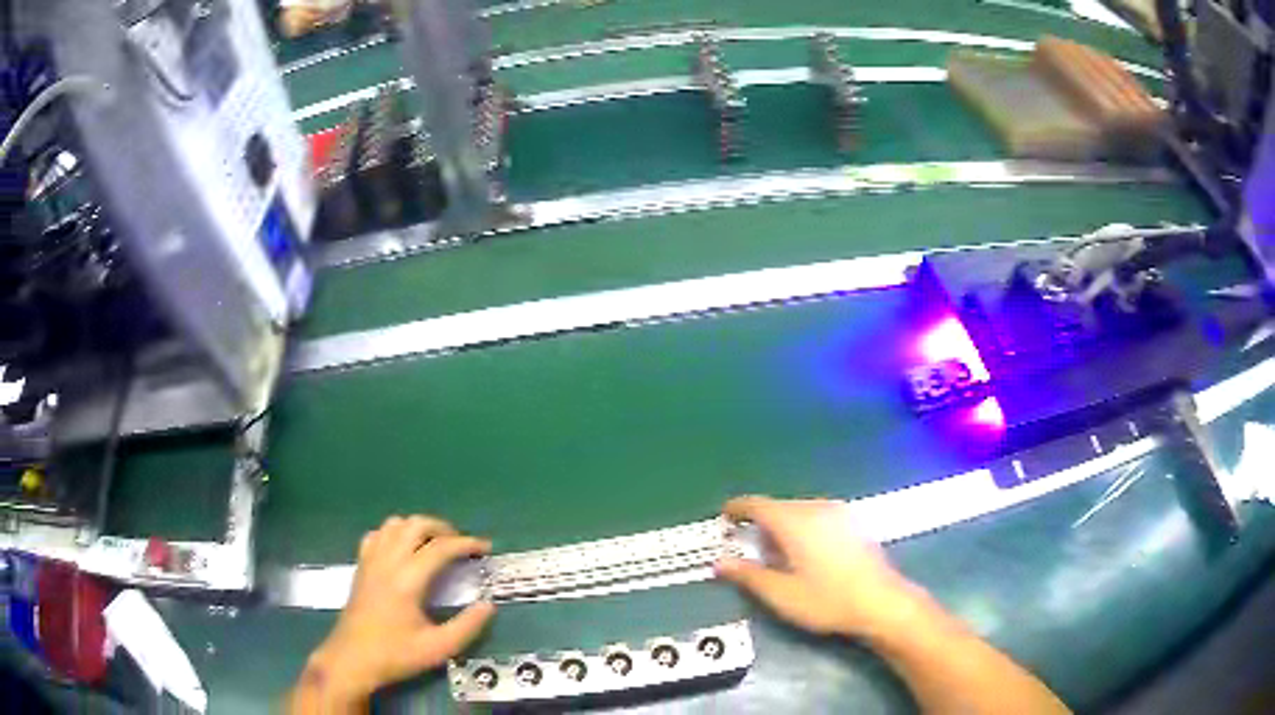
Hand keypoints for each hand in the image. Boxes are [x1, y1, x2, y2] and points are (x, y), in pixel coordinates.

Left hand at [304, 516, 494, 703]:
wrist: (352, 659)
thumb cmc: (395, 655)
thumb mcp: (438, 648)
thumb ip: (467, 626)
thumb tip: (489, 605)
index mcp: (407, 580)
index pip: (440, 548)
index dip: (466, 543)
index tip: (485, 548)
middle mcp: (387, 562)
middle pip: (415, 524)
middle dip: (443, 528)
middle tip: (461, 545)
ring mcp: (370, 561)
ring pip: (394, 524)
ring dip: (418, 527)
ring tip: (435, 545)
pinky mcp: (361, 567)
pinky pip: (377, 535)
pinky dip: (394, 534)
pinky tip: (403, 550)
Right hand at [716, 496, 930, 638]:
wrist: (881, 602)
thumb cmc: (827, 600)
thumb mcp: (781, 594)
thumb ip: (748, 575)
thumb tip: (719, 562)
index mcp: (795, 522)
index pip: (757, 505)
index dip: (737, 509)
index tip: (723, 517)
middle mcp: (817, 508)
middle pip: (779, 507)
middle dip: (760, 523)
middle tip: (747, 548)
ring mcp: (839, 513)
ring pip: (799, 511)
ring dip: (782, 526)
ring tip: (776, 554)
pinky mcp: (853, 522)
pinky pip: (817, 516)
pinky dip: (802, 527)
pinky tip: (806, 553)